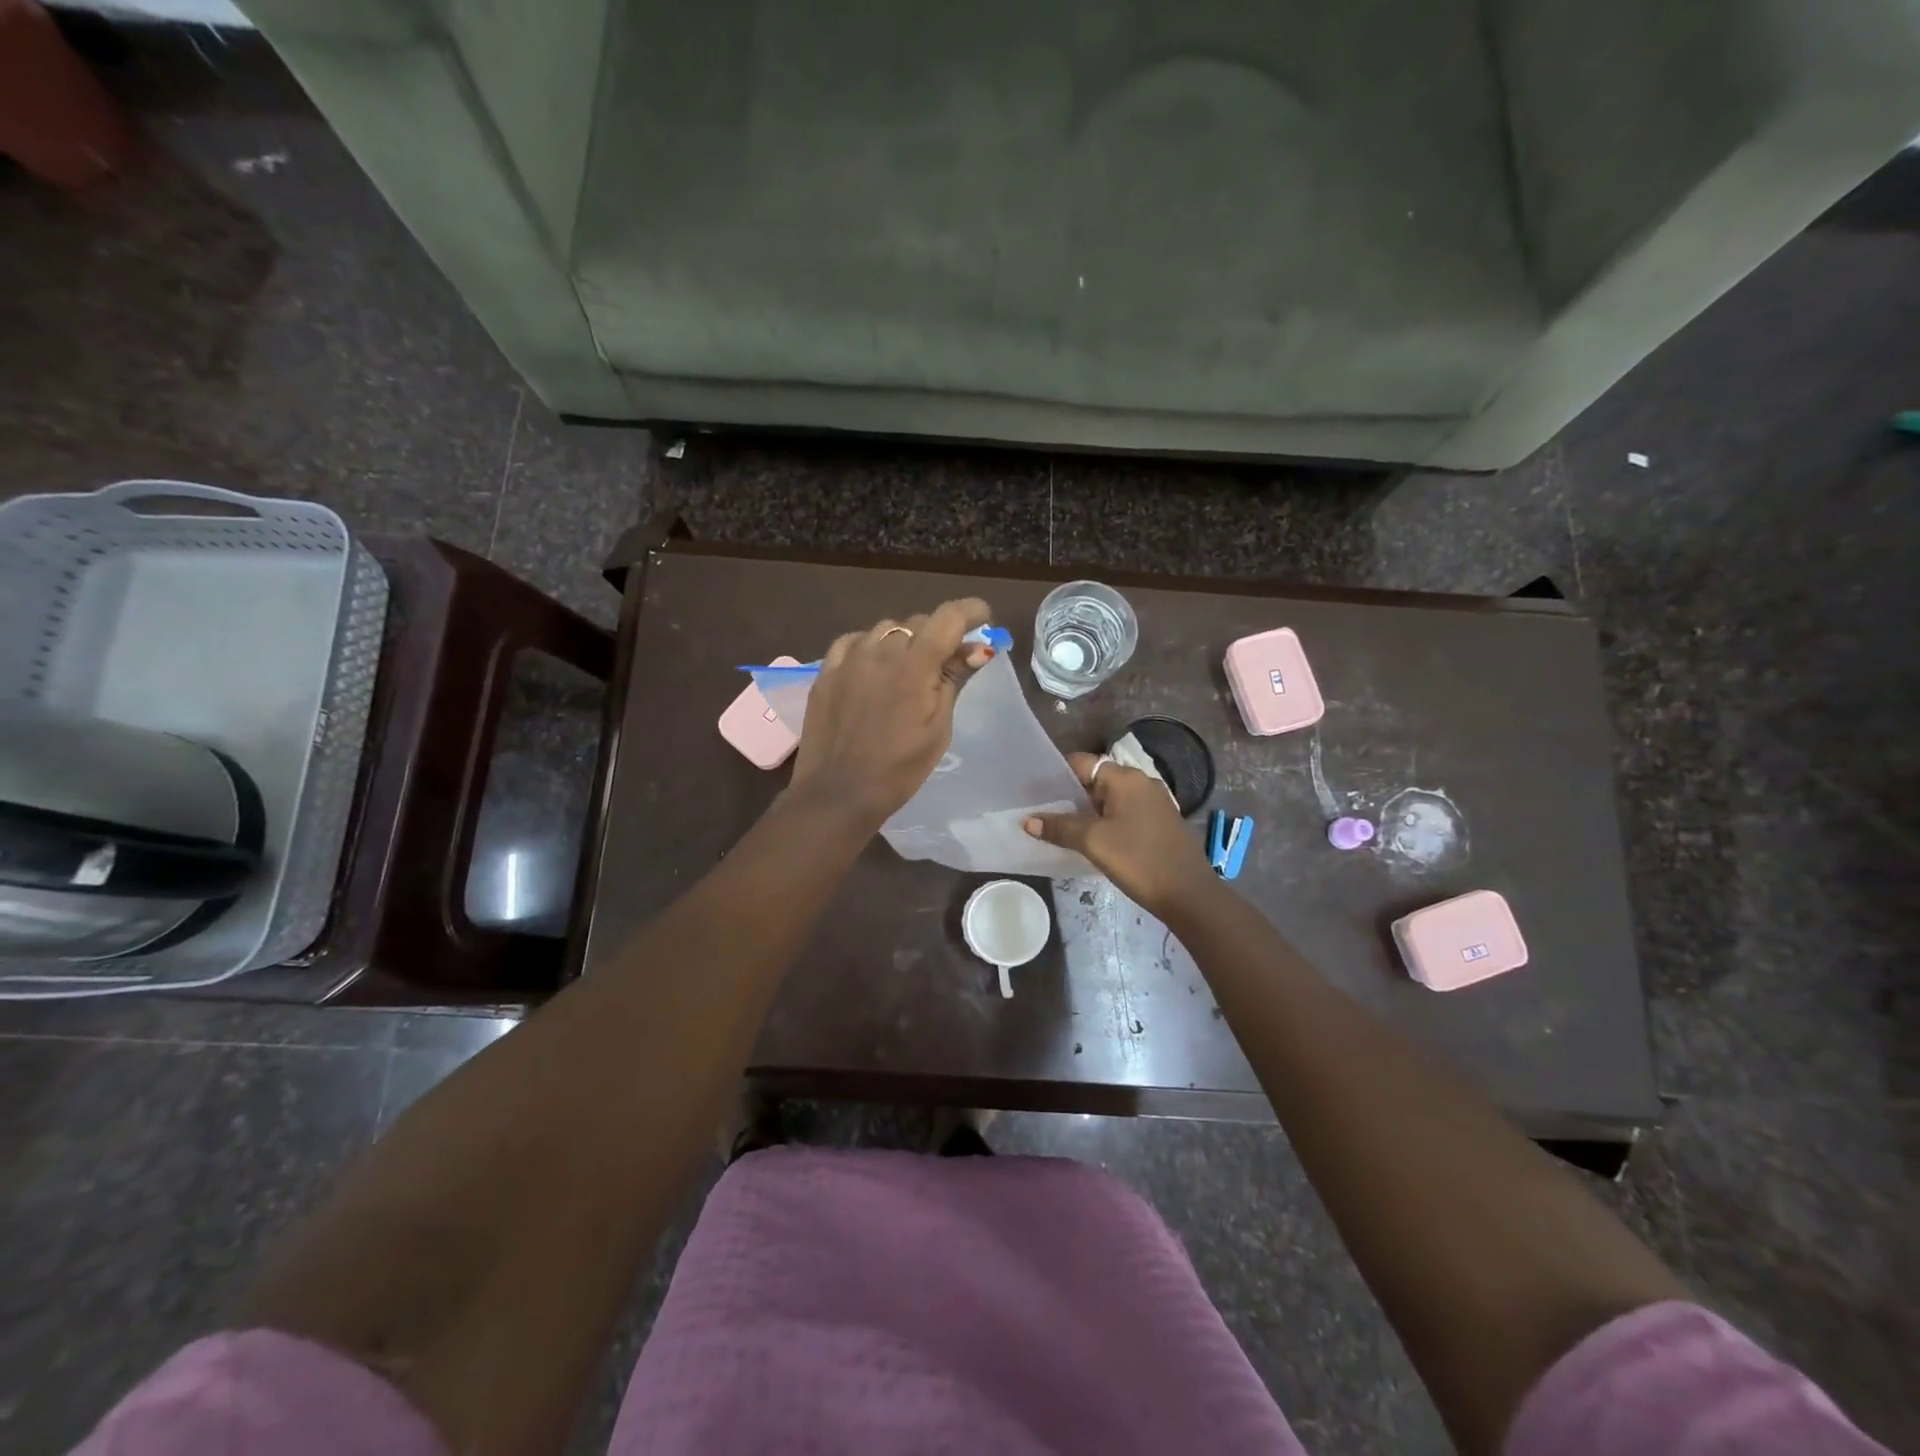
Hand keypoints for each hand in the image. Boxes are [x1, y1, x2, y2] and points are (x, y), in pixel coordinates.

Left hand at [787, 598, 993, 831]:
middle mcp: (880, 650)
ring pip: (885, 629)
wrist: (839, 793)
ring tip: (908, 668)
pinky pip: (853, 641)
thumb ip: (954, 680)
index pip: (948, 617)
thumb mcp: (938, 728)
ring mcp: (849, 658)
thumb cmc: (899, 768)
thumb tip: (976, 648)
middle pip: (918, 622)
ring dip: (904, 639)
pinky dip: (870, 646)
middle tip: (948, 660)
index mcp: (914, 665)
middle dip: (939, 634)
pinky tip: (873, 666)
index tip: (983, 618)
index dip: (971, 610)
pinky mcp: (826, 671)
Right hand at [1023, 752, 1219, 918]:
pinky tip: (1091, 840)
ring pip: (1110, 798)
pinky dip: (1105, 821)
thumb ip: (1060, 828)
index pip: (1082, 762)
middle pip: (1096, 779)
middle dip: (1069, 795)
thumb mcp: (1093, 842)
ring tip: (1060, 827)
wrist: (1189, 894)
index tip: (1034, 790)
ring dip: (1086, 811)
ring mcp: (1154, 802)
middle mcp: (1141, 782)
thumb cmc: (1139, 860)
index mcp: (1126, 778)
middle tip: (1042, 811)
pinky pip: (1124, 812)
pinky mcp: (1160, 822)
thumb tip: (1029, 821)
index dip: (1056, 774)